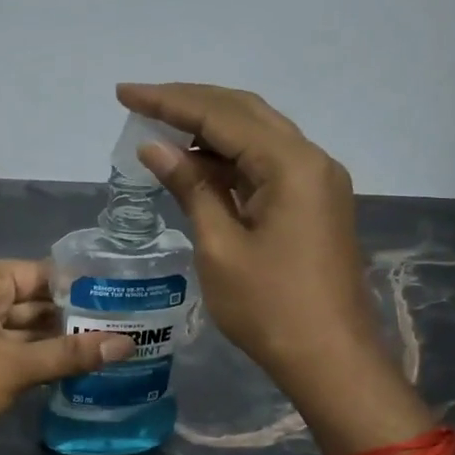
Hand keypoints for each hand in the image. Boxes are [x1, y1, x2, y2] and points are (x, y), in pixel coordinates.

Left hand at [0, 260, 133, 451]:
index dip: (79, 287)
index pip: (41, 273)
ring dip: (54, 340)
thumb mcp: (18, 367)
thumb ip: (72, 354)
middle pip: (31, 300)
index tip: (119, 300)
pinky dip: (32, 356)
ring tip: (104, 348)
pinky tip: (67, 368)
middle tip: (121, 327)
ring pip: (20, 327)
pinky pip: (6, 346)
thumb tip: (127, 344)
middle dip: (70, 318)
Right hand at [116, 83, 428, 449]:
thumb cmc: (269, 309)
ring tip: (159, 130)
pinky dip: (229, 159)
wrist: (330, 360)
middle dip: (190, 103)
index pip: (221, 115)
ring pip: (257, 135)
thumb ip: (191, 188)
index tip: (124, 94)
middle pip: (244, 112)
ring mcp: (317, 181)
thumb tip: (155, 147)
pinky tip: (196, 163)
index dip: (169, 101)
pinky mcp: (314, 203)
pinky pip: (266, 164)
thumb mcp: (220, 247)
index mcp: (291, 165)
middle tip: (140, 103)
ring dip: (209, 129)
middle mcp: (311, 160)